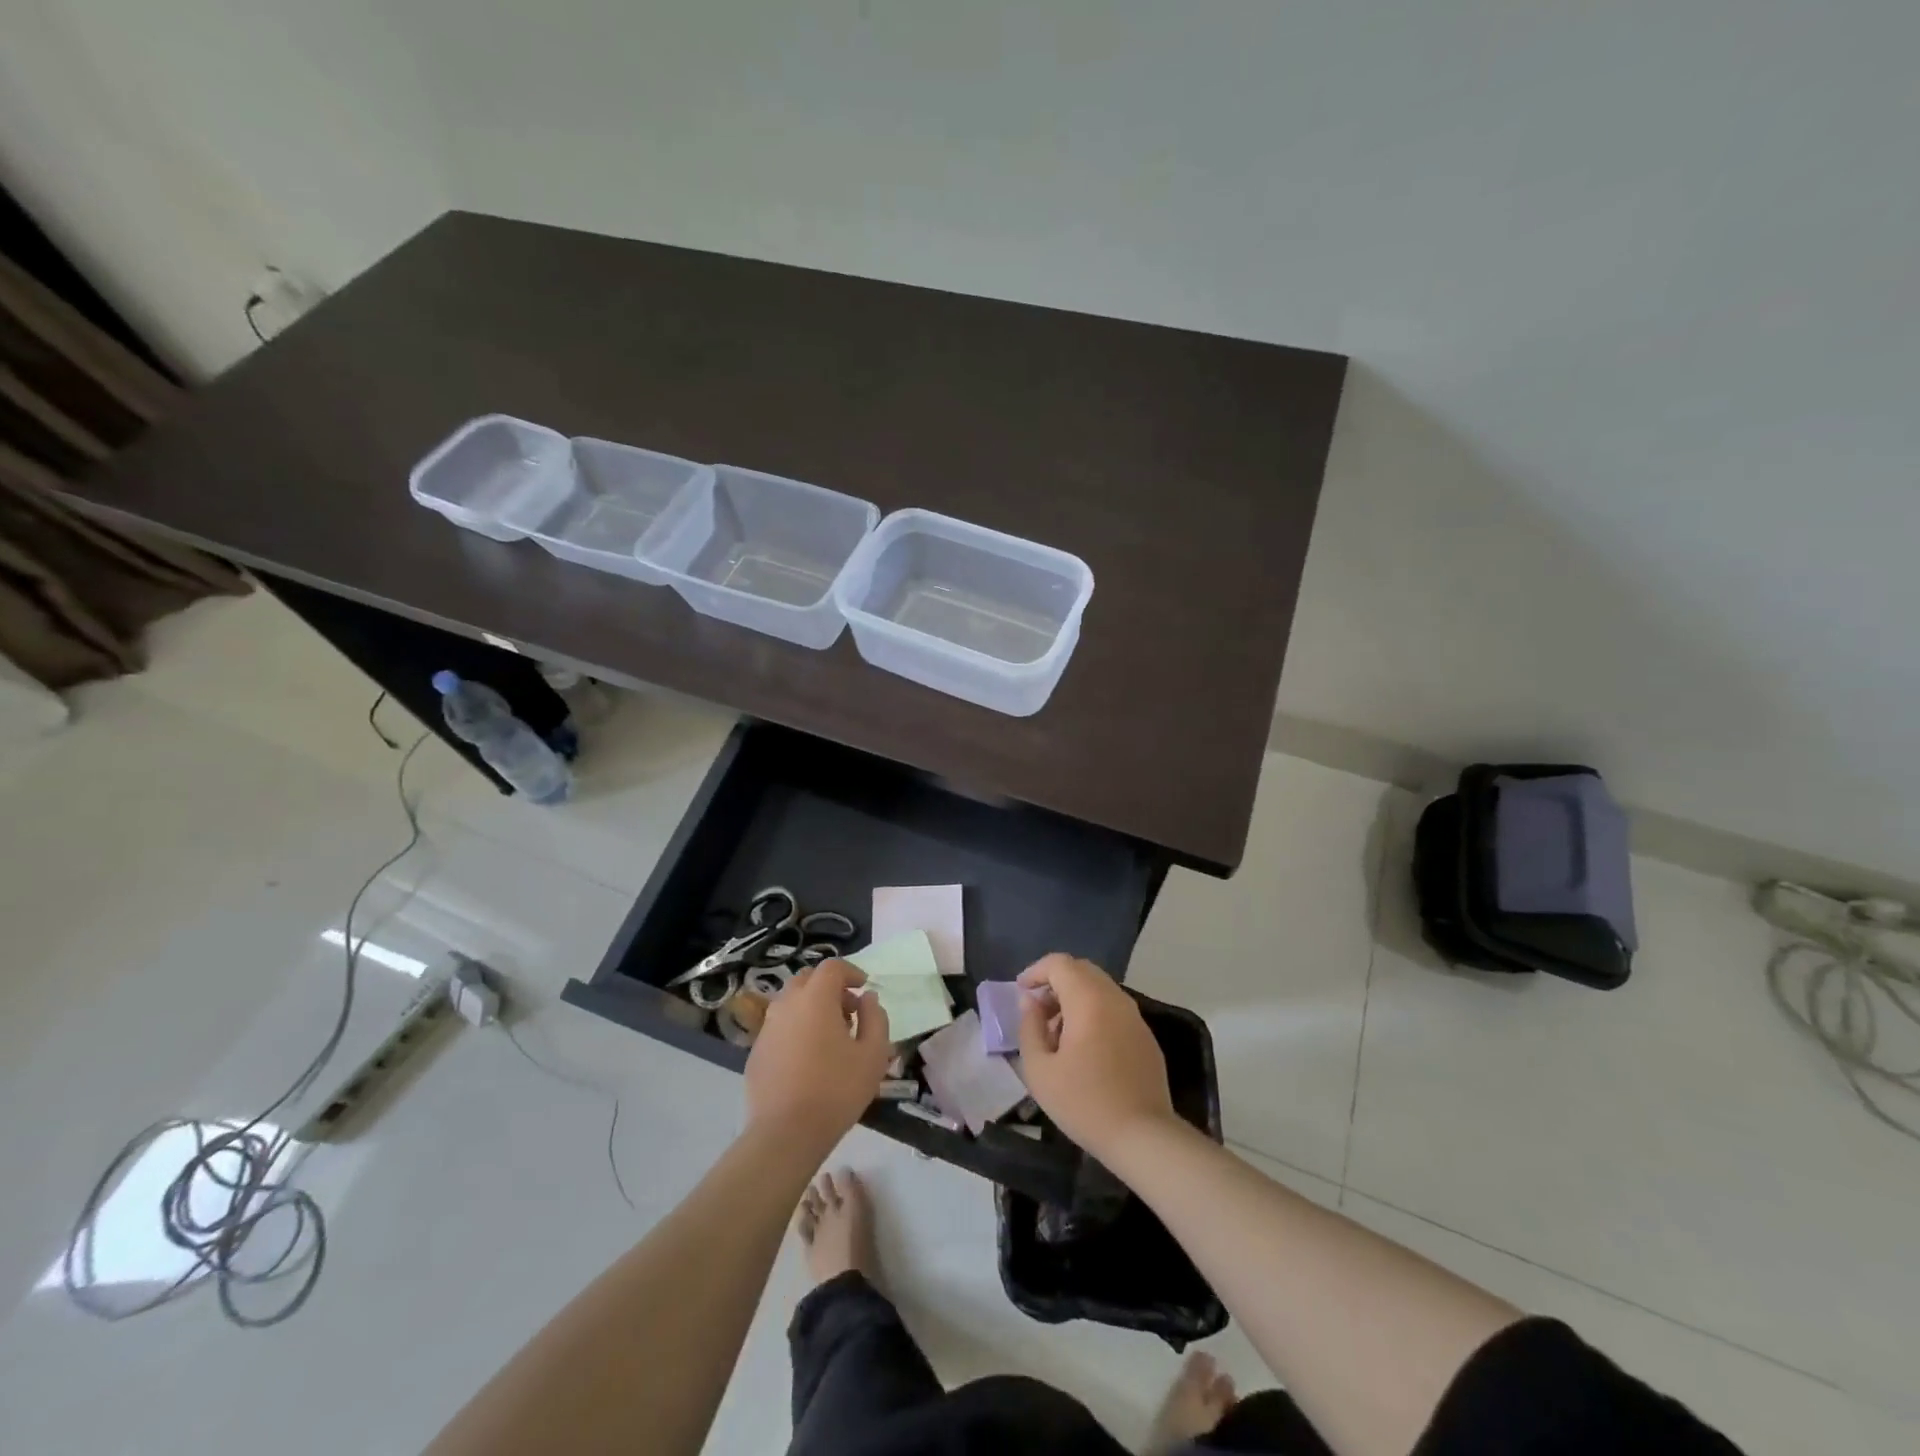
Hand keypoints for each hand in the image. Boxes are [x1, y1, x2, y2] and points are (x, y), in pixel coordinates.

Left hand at [743, 959, 891, 1154]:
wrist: (785, 1134)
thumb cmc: (836, 1090)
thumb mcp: (873, 1054)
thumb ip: (876, 1018)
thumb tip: (867, 999)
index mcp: (815, 998)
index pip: (832, 967)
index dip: (851, 972)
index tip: (864, 988)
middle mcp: (787, 1005)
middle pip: (807, 979)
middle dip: (830, 988)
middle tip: (849, 1012)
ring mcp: (767, 1028)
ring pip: (791, 1003)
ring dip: (812, 1008)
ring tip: (830, 1037)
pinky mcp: (756, 1052)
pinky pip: (780, 1027)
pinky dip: (796, 1029)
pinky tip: (808, 1059)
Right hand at [1017, 953, 1176, 1159]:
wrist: (1143, 1136)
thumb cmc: (1084, 1103)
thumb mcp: (1040, 1070)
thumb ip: (1029, 1028)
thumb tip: (1030, 1002)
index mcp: (1088, 1000)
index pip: (1059, 963)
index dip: (1036, 971)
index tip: (1021, 992)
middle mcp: (1115, 998)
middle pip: (1081, 970)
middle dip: (1055, 982)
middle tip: (1037, 1011)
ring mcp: (1135, 1016)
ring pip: (1099, 989)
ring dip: (1075, 998)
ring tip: (1057, 1033)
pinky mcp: (1145, 1036)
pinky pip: (1114, 1009)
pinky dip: (1094, 1012)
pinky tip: (1084, 1048)